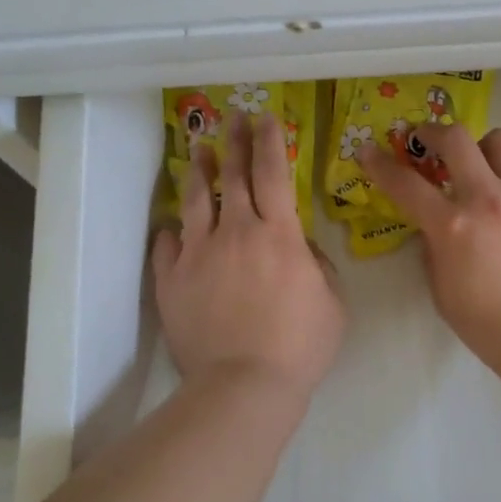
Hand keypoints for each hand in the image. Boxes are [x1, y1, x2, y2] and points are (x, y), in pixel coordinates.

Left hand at [153, 112, 344, 402]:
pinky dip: (171, 233)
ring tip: (198, 150)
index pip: (274, 174)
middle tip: (233, 117)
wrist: (244, 384)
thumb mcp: (333, 302)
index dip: (270, 142)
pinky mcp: (171, 280)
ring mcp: (198, 254)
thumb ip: (318, 264)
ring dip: (199, 172)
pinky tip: (171, 227)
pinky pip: (168, 247)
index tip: (266, 118)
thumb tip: (298, 245)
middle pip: (232, 176)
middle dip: (235, 141)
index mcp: (279, 235)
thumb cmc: (300, 345)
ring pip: (195, 201)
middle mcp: (236, 232)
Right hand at [362, 123, 500, 377]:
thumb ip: (433, 250)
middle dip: (434, 133)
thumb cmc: (489, 326)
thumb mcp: (442, 291)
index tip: (369, 152)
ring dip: (484, 151)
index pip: (405, 184)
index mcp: (453, 226)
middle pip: (457, 139)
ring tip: (484, 170)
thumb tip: (434, 227)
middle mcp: (489, 199)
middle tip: (429, 141)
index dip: (380, 164)